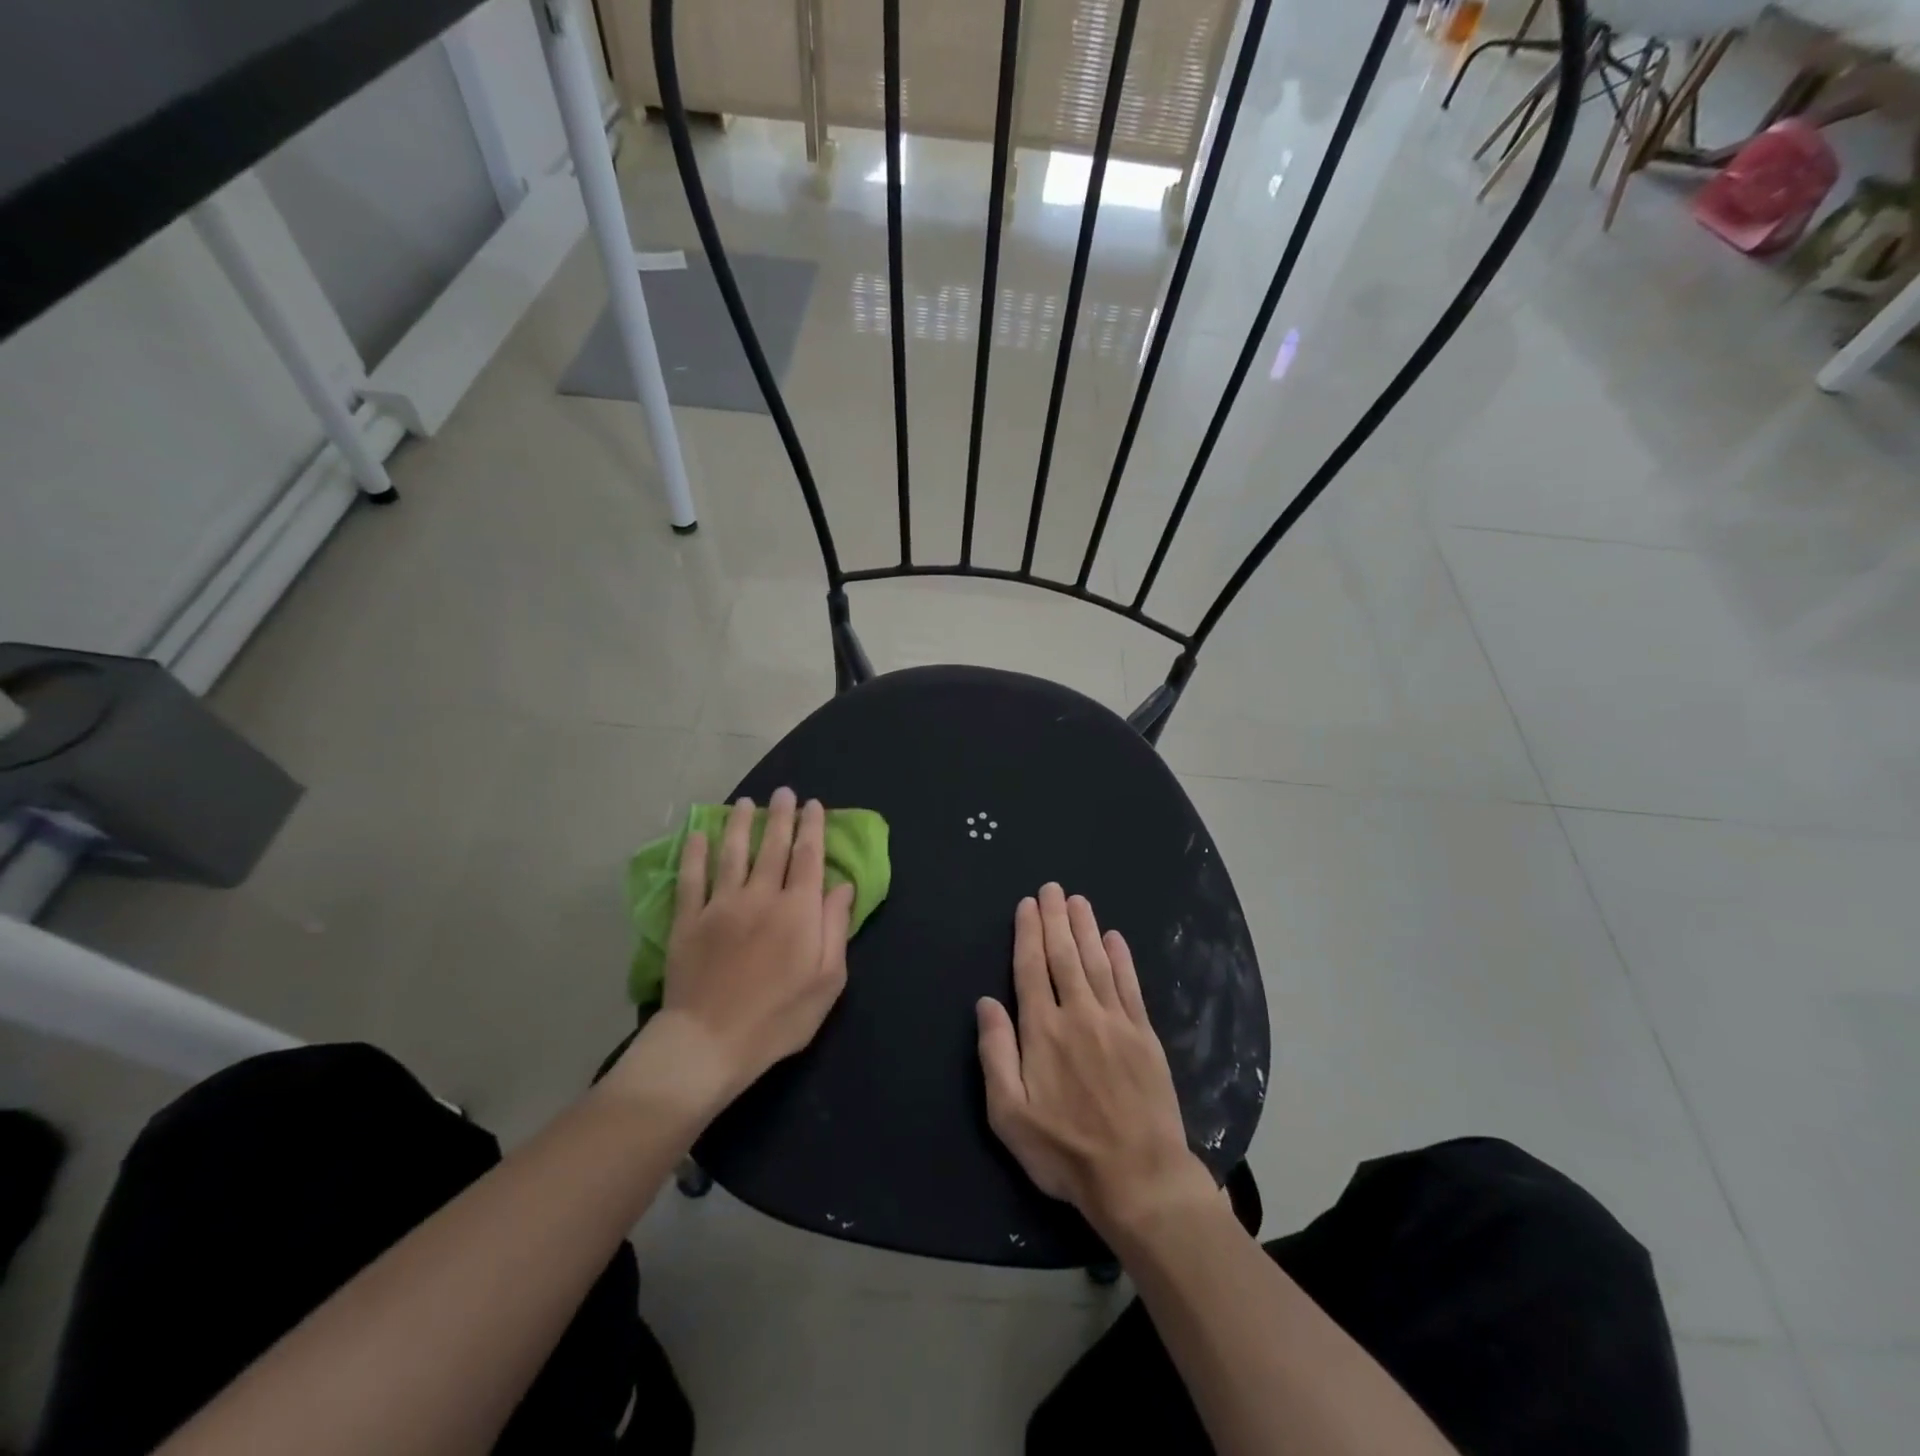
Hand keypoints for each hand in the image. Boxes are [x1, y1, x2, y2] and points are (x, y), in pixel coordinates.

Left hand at [639, 790, 855, 1104]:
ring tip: (745, 803)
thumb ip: (835, 928)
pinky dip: (695, 853)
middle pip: (774, 847)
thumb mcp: (827, 981)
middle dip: (781, 816)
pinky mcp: (688, 920)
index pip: (809, 857)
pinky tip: (698, 835)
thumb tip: (842, 885)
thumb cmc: (778, 1018)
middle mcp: (760, 896)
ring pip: (733, 852)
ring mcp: (720, 905)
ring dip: (740, 824)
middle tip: (784, 793)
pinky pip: (691, 878)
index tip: (814, 805)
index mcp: (798, 911)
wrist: (709, 1043)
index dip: (813, 828)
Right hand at [976, 884, 1214, 1239]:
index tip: (1028, 904)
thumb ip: (995, 1053)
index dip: (1028, 932)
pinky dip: (1122, 959)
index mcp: (1042, 1031)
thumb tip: (986, 1002)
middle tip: (1053, 888)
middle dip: (1056, 919)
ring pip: (1097, 962)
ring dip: (1086, 928)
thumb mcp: (1009, 1114)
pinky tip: (1115, 938)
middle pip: (1064, 955)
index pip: (1031, 968)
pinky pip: (1130, 986)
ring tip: (1078, 901)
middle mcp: (1078, 1014)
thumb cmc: (1064, 1151)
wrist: (1138, 1178)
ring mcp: (1116, 1022)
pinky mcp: (1144, 1035)